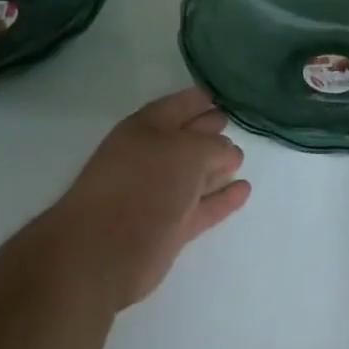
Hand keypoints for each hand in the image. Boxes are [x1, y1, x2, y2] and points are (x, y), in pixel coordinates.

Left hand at [46, 87, 250, 310]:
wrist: (105, 250)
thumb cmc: (144, 184)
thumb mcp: (187, 151)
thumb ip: (213, 146)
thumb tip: (227, 153)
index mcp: (146, 128)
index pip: (179, 106)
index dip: (199, 100)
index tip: (221, 97)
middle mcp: (151, 157)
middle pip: (187, 139)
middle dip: (210, 131)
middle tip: (233, 125)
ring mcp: (159, 194)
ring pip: (195, 175)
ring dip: (217, 166)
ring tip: (240, 159)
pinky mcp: (170, 228)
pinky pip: (203, 207)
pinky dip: (222, 199)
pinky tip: (244, 189)